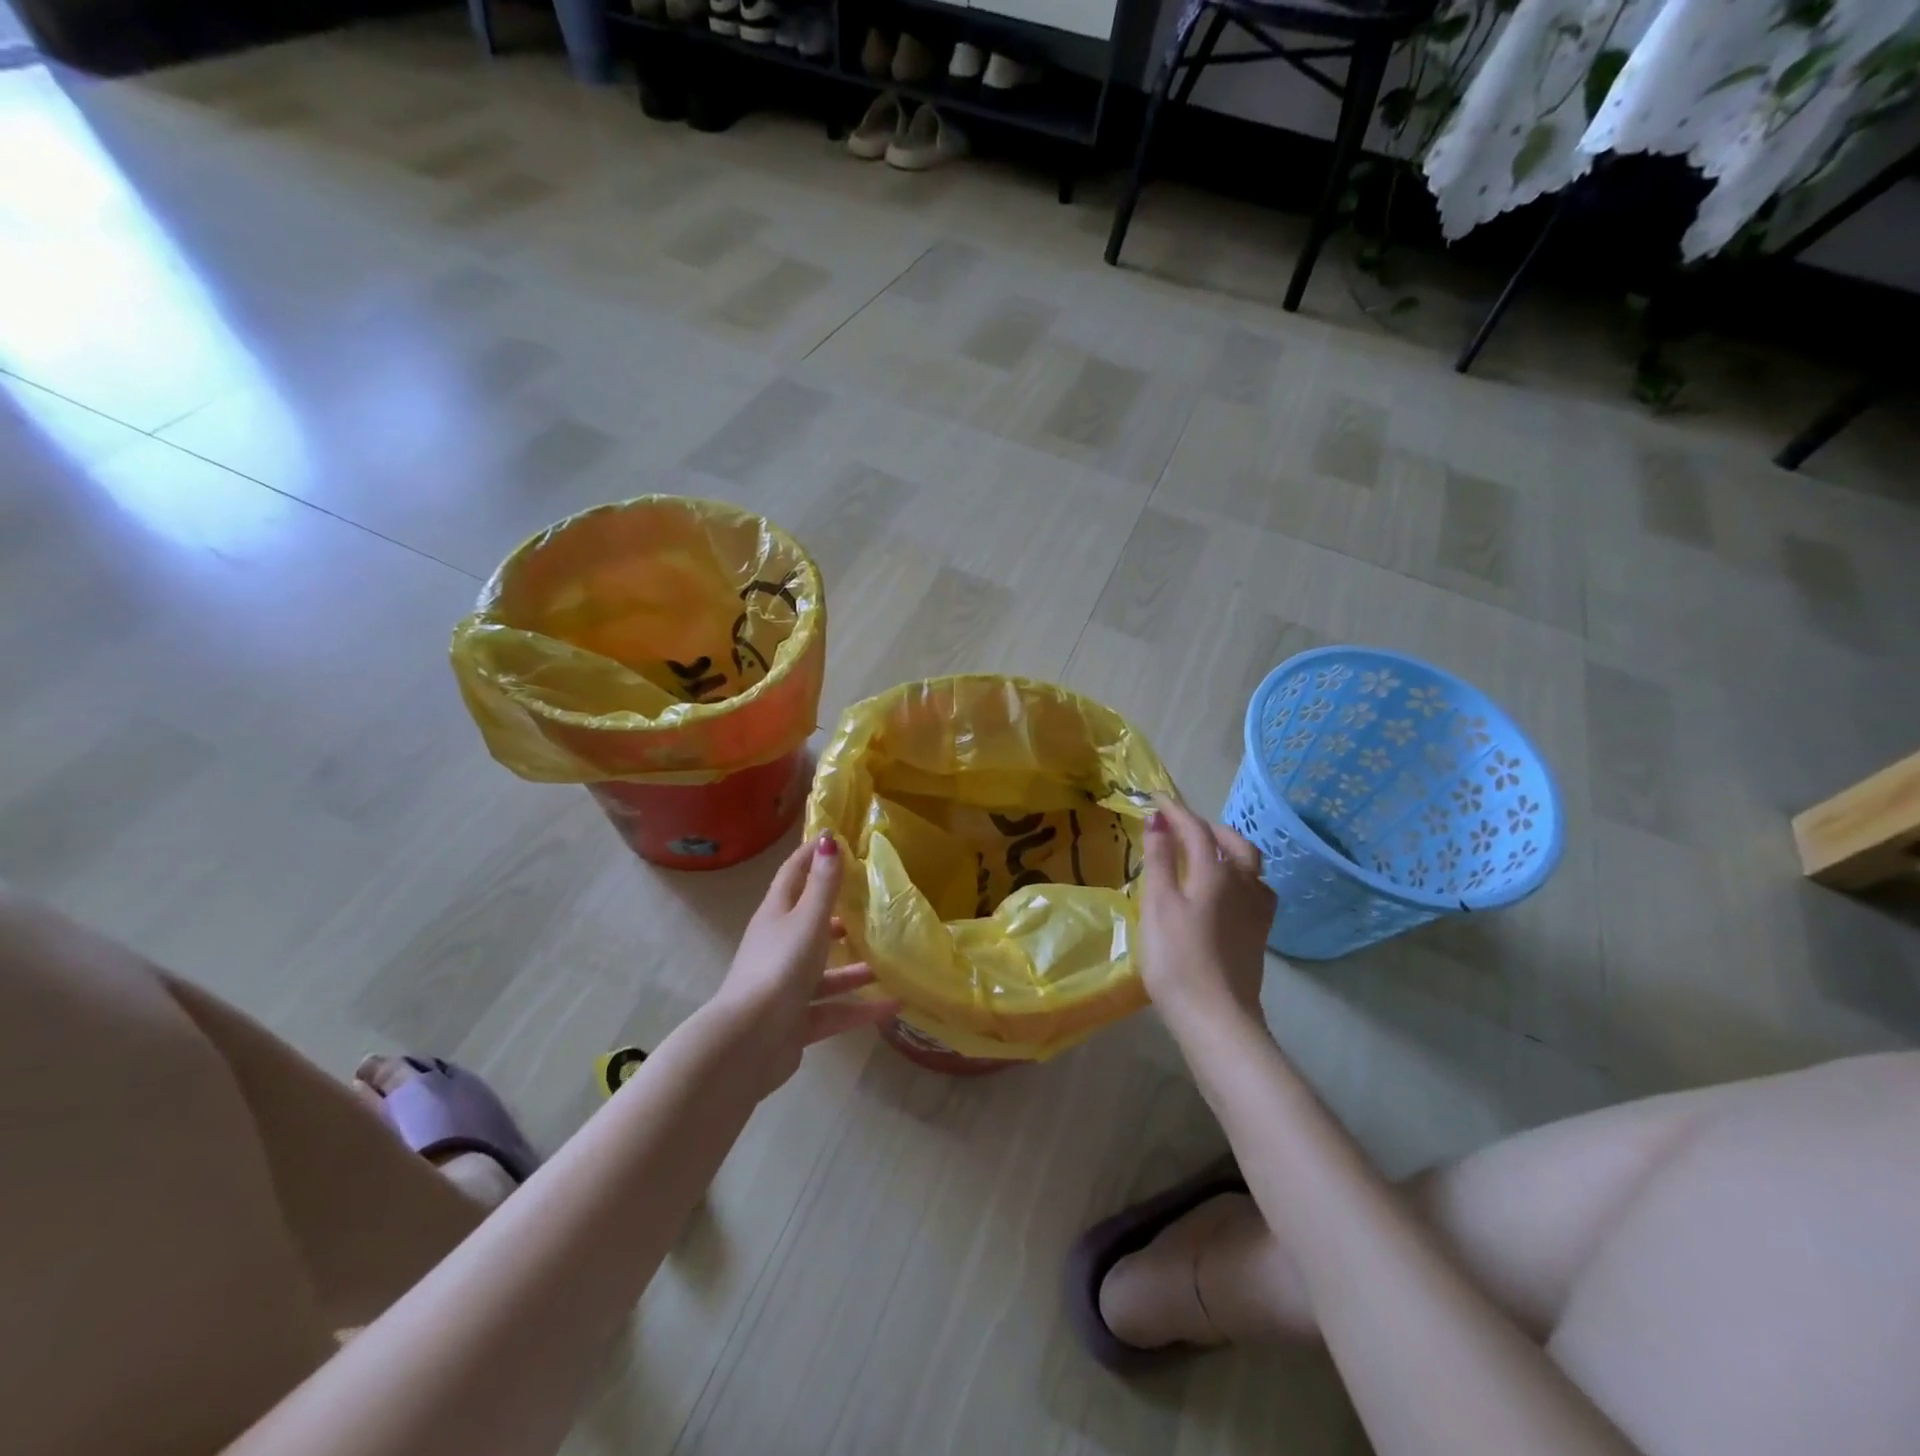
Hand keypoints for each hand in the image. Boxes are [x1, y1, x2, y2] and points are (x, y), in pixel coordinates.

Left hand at [710, 832, 899, 1095]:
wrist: (748, 1043)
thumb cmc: (779, 967)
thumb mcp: (807, 920)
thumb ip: (823, 885)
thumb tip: (828, 838)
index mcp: (776, 915)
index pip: (793, 874)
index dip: (812, 855)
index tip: (838, 838)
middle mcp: (780, 946)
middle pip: (811, 923)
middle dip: (841, 913)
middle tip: (876, 902)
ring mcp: (787, 986)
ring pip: (827, 971)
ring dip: (857, 967)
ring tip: (893, 960)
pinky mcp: (797, 1021)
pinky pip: (835, 1009)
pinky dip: (862, 1007)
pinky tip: (895, 1004)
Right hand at [1139, 798, 1275, 1033]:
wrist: (1215, 1016)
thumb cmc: (1176, 958)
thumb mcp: (1158, 904)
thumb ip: (1158, 860)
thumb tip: (1157, 821)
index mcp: (1215, 873)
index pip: (1196, 829)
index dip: (1176, 812)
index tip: (1156, 799)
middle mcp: (1243, 883)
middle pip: (1231, 842)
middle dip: (1206, 826)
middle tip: (1179, 826)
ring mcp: (1257, 909)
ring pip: (1249, 864)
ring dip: (1227, 848)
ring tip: (1204, 852)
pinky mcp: (1260, 932)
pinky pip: (1256, 889)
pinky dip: (1240, 876)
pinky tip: (1228, 890)